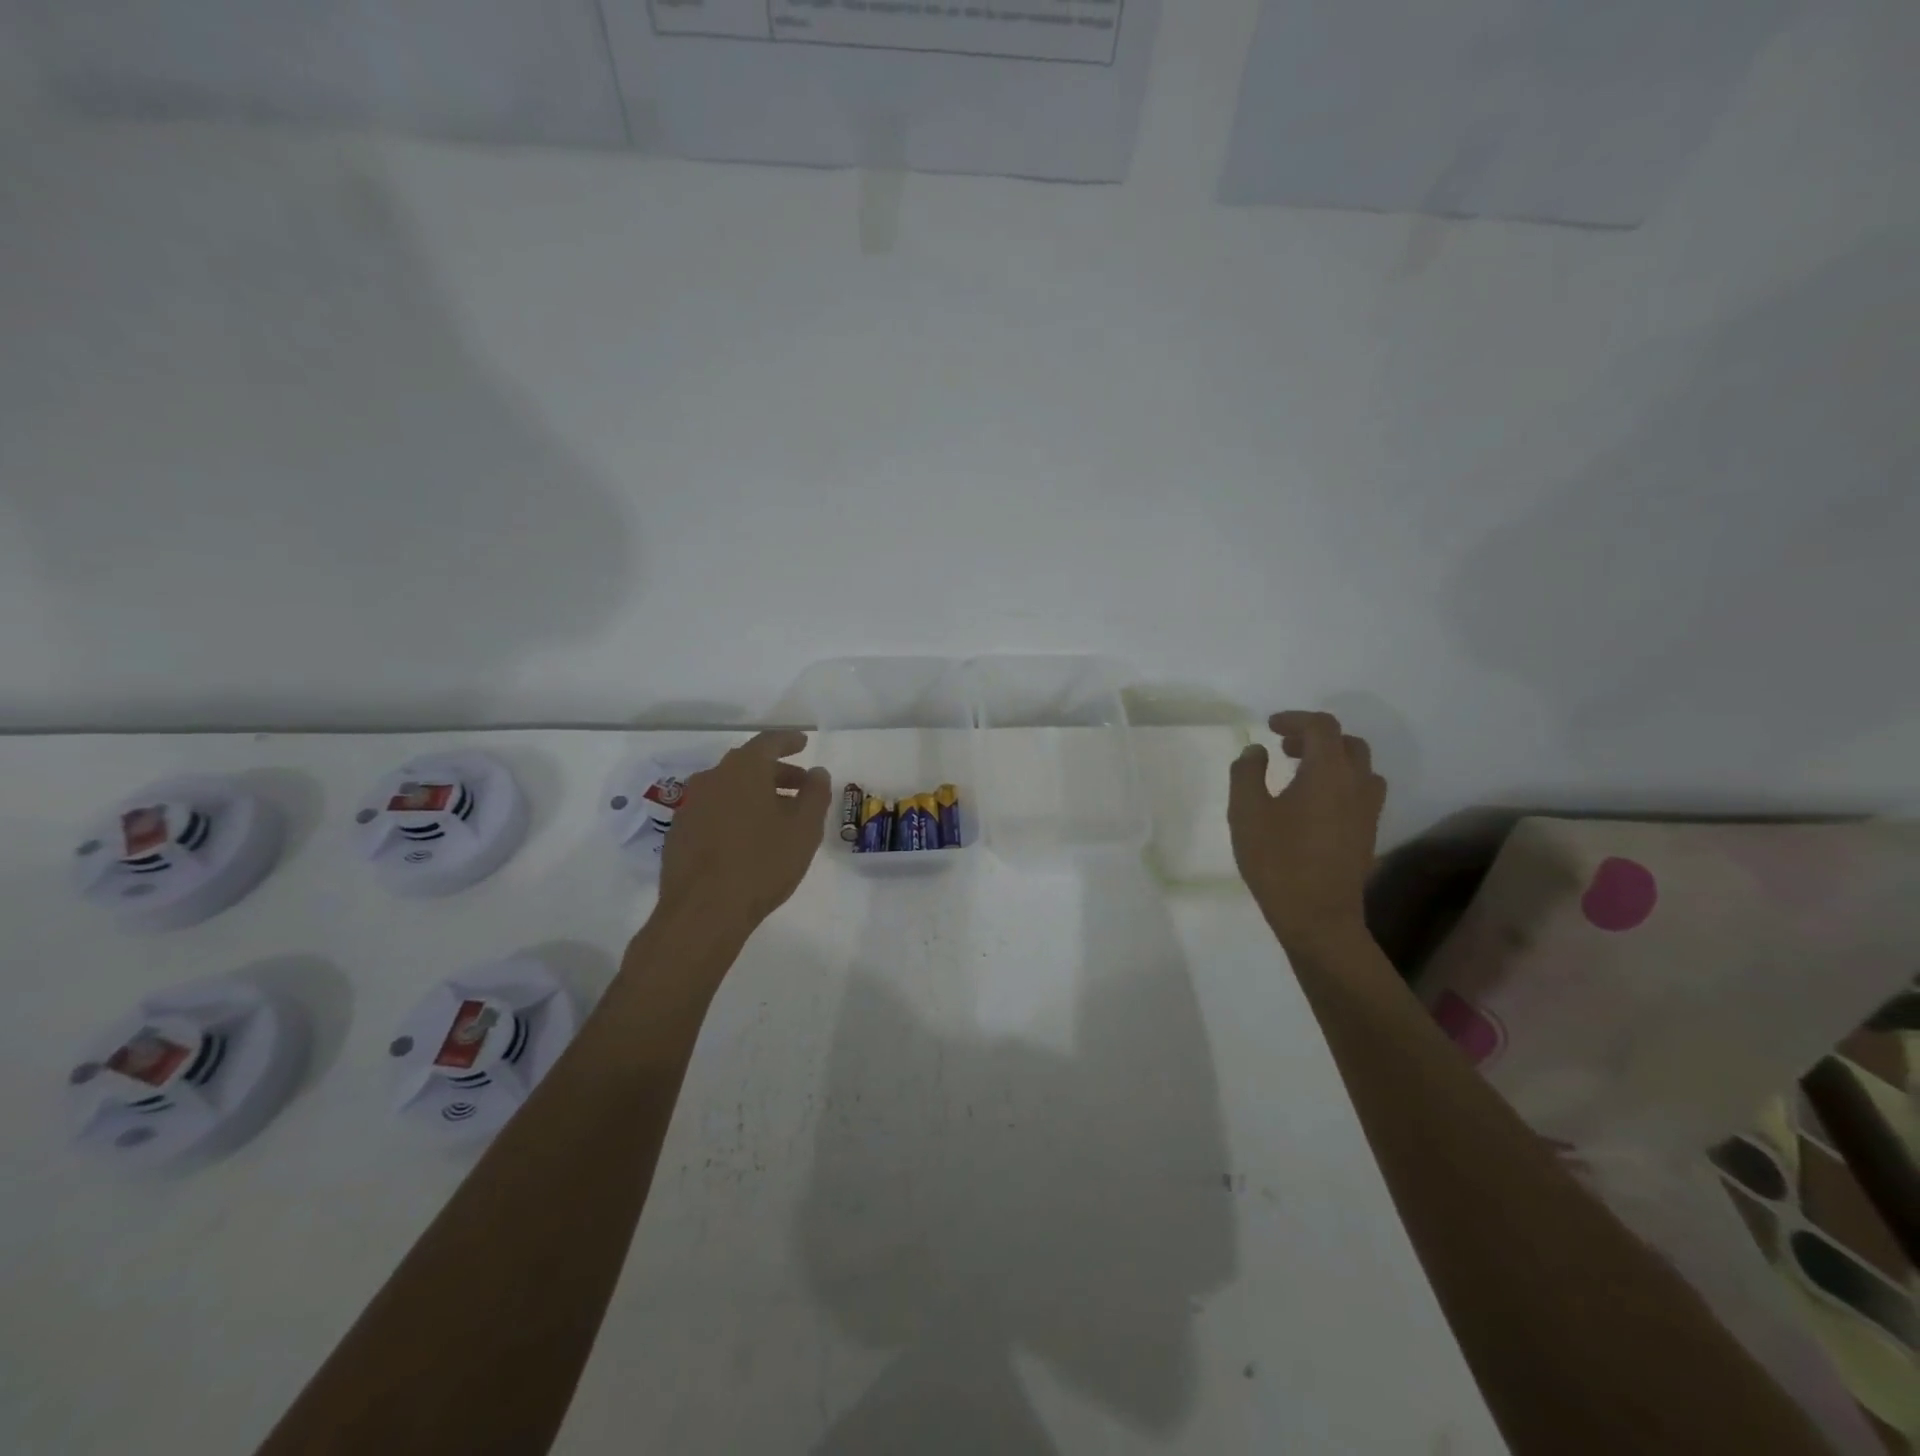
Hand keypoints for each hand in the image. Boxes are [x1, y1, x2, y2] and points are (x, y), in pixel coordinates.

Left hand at [659, 730, 832, 926]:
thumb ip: (815, 794)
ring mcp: (690, 805)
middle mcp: (712, 778)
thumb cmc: (762, 863)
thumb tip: (817, 773)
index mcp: (743, 770)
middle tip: (800, 786)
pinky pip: (713, 810)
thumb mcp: (804, 829)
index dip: (789, 741)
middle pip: (748, 765)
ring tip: (777, 816)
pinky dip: (734, 813)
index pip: (769, 742)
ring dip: (754, 794)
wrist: (703, 911)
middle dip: (776, 772)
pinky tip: (747, 838)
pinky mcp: (679, 832)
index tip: (804, 743)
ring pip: (728, 788)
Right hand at [1228, 711, 1385, 953]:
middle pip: (1347, 743)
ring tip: (1301, 775)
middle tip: (1285, 749)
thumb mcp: (1246, 812)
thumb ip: (1247, 773)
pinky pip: (1361, 793)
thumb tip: (1257, 751)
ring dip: (1333, 761)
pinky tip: (1314, 805)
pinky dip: (1340, 784)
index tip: (1270, 727)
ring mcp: (1368, 811)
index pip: (1322, 727)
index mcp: (1328, 772)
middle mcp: (1356, 784)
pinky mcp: (1368, 834)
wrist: (1317, 916)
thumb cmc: (1277, 860)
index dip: (1295, 719)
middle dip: (1316, 738)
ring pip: (1360, 768)